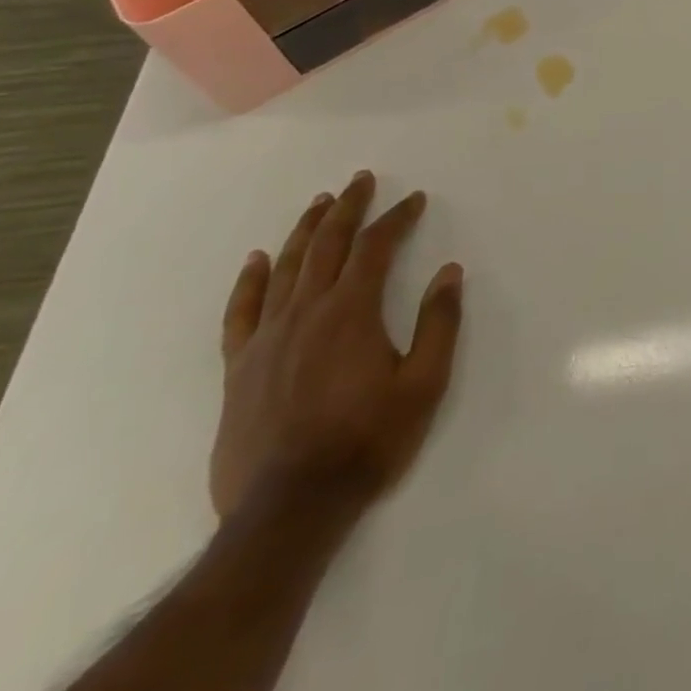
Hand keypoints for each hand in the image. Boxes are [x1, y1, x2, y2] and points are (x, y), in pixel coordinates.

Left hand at [210, 172, 463, 522]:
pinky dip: (251, 280)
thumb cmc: (367, 441)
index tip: (414, 200)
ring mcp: (267, 338)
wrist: (289, 509)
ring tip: (320, 203)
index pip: (375, 247)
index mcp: (352, 312)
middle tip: (360, 180)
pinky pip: (242, 311)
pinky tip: (258, 260)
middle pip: (327, 244)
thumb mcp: (424, 384)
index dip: (396, 218)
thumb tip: (449, 272)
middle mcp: (306, 312)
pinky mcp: (240, 367)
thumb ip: (439, 323)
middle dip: (347, 207)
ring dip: (306, 230)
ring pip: (287, 267)